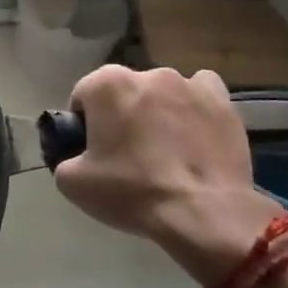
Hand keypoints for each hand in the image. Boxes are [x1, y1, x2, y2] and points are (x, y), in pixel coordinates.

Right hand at [52, 65, 282, 284]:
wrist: (204, 214)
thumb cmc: (131, 191)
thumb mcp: (72, 182)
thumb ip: (65, 157)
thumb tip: (76, 156)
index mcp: (105, 84)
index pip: (82, 96)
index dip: (84, 124)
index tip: (93, 151)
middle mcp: (147, 73)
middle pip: (123, 92)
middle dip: (121, 114)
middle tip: (126, 154)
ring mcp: (189, 85)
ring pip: (162, 92)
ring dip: (157, 111)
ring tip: (166, 149)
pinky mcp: (223, 103)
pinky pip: (200, 94)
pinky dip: (194, 108)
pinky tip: (194, 133)